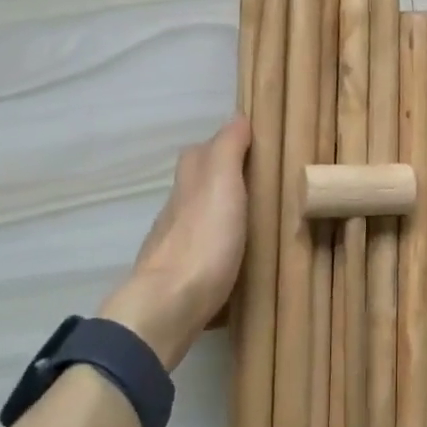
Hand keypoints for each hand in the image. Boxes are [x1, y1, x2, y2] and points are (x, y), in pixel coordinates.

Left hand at [99, 116, 250, 369]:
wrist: (167, 308)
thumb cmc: (203, 240)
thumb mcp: (222, 184)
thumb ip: (228, 150)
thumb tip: (238, 118)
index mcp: (190, 183)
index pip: (202, 152)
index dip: (224, 144)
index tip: (255, 147)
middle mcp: (176, 209)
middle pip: (196, 184)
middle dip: (222, 180)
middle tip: (259, 184)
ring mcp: (174, 245)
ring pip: (197, 218)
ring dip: (219, 215)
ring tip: (254, 221)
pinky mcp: (179, 278)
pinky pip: (200, 251)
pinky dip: (216, 247)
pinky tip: (234, 257)